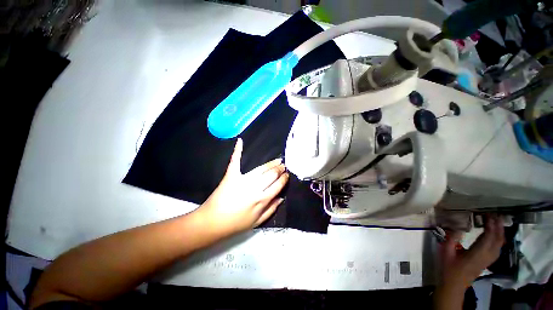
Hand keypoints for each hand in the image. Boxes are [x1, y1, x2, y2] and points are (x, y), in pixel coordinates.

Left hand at [195, 138, 288, 236]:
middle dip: (279, 169)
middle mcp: (255, 188)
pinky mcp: (231, 175)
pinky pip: (235, 161)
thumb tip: (282, 198)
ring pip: (261, 169)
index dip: (284, 179)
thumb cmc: (236, 224)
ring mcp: (243, 180)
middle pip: (271, 175)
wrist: (213, 222)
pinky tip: (240, 141)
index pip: (278, 185)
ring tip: (277, 160)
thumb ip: (271, 210)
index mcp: (262, 200)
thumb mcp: (257, 222)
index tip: (287, 174)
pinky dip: (237, 151)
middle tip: (283, 165)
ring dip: (271, 163)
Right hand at [440, 215, 504, 290]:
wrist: (453, 285)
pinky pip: (497, 248)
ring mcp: (488, 260)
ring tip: (496, 221)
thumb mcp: (445, 252)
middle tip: (494, 214)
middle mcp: (486, 256)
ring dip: (500, 232)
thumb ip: (451, 238)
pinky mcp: (487, 261)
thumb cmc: (448, 268)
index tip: (487, 214)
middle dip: (498, 226)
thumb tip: (458, 226)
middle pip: (498, 240)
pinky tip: (495, 235)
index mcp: (476, 253)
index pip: (488, 237)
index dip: (490, 225)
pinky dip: (499, 239)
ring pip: (500, 245)